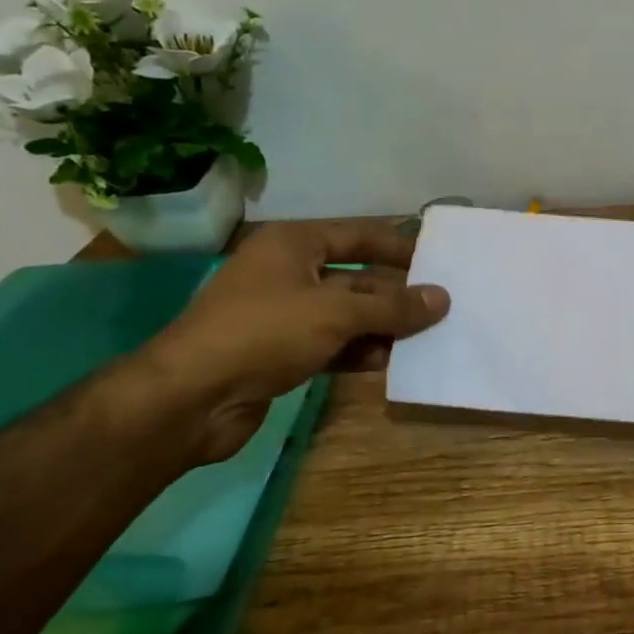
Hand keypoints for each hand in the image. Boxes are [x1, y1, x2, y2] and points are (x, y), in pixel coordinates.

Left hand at [141, 221, 450, 462]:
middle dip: (395, 296)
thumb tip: (442, 298)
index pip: (357, 235)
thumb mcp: (337, 312)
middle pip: (356, 278)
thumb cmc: (264, 333)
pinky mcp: (281, 353)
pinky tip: (390, 364)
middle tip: (441, 308)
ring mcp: (283, 315)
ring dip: (382, 328)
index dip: (397, 247)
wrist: (190, 398)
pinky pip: (332, 345)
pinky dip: (359, 352)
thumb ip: (393, 306)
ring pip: (346, 315)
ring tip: (427, 340)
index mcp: (294, 245)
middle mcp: (288, 273)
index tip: (437, 261)